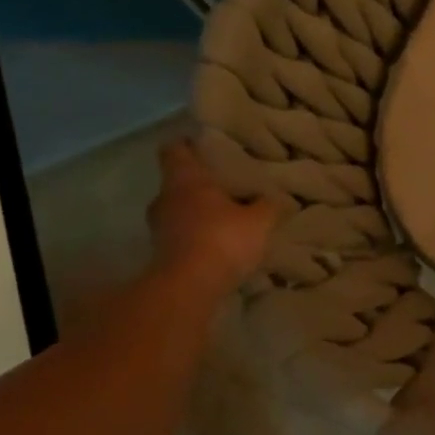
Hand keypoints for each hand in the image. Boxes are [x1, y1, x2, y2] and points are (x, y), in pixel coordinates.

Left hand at [145, 140, 281, 294]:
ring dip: (195, 214)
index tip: (204, 145)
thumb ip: (268, 205)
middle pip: (177, 182)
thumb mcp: (259, 220)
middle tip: (224, 186)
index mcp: (185, 179)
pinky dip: (194, 238)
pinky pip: (179, 237)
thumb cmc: (221, 239)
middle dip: (198, 184)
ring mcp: (159, 229)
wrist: (188, 289)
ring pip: (177, 211)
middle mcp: (165, 198)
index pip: (175, 149)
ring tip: (223, 218)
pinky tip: (217, 246)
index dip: (188, 145)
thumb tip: (276, 199)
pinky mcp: (160, 255)